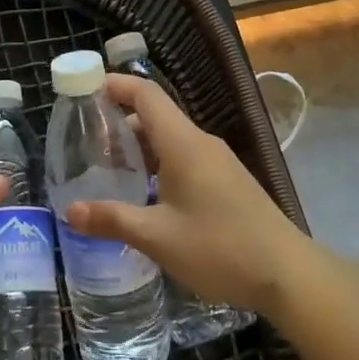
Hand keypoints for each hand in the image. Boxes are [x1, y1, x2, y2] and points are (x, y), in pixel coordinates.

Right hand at [66, 74, 310, 318]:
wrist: (288, 274)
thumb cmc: (220, 248)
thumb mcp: (158, 237)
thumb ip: (112, 219)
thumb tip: (70, 211)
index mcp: (183, 143)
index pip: (146, 94)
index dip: (115, 85)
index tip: (84, 90)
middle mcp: (200, 143)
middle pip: (155, 116)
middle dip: (119, 124)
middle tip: (85, 145)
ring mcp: (217, 162)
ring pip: (170, 140)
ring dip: (138, 149)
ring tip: (108, 172)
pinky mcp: (226, 181)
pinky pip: (184, 158)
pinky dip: (158, 165)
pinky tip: (144, 195)